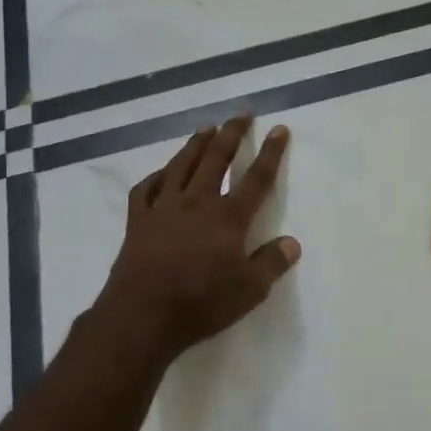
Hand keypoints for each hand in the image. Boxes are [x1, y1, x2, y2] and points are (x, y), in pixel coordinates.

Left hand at [95, 116, 301, 364]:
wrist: (142, 316)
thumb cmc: (201, 303)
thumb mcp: (250, 291)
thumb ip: (272, 263)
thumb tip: (292, 242)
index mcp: (227, 217)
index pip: (256, 179)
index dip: (270, 153)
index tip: (279, 129)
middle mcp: (196, 202)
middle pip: (216, 159)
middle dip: (231, 134)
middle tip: (241, 114)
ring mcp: (164, 208)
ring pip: (181, 166)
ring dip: (195, 144)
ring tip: (206, 129)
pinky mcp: (138, 221)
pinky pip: (146, 189)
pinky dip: (156, 176)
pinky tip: (162, 173)